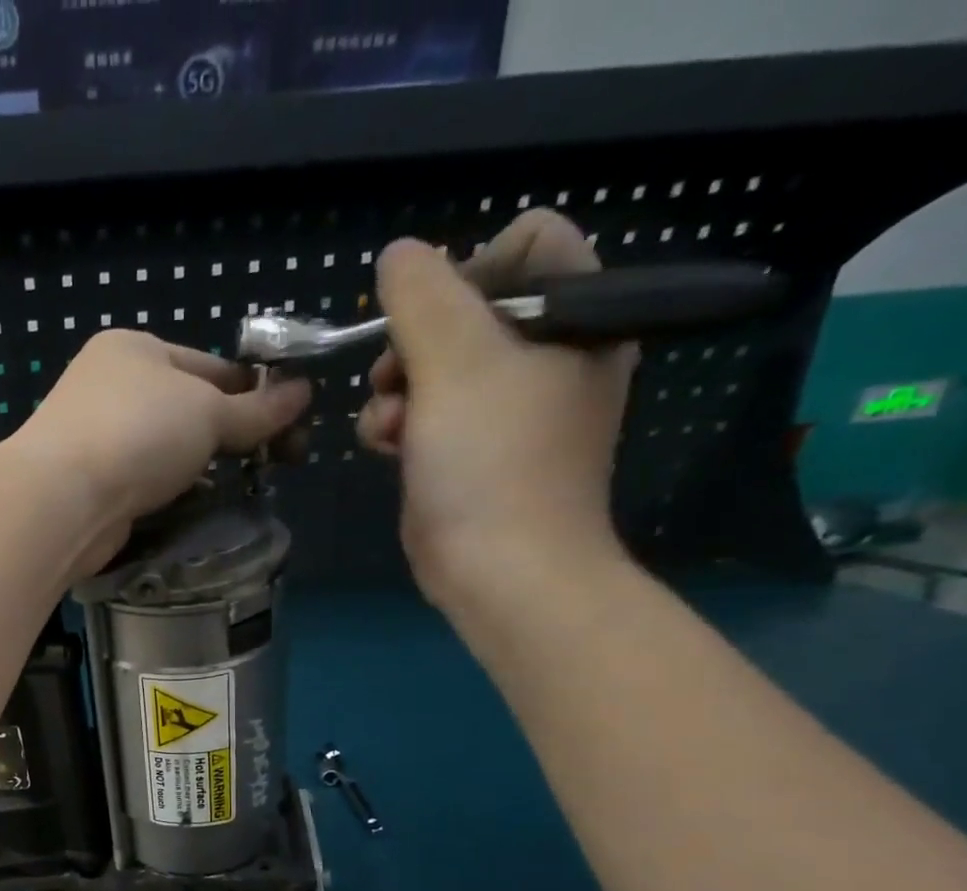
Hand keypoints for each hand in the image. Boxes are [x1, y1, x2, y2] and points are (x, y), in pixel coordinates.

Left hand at [11, 330, 310, 577]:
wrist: (63, 500)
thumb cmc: (139, 434)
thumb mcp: (208, 412)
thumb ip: (257, 410)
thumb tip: (303, 393)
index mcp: (135, 349)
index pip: (211, 366)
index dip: (256, 393)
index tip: (292, 425)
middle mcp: (111, 387)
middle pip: (190, 409)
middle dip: (235, 434)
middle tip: (280, 463)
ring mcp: (96, 438)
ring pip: (168, 450)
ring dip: (205, 468)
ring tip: (245, 487)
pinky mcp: (91, 484)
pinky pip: (146, 482)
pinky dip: (174, 492)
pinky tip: (199, 507)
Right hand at [358, 210, 636, 610]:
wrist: (500, 571)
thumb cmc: (491, 462)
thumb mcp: (455, 362)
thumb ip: (422, 296)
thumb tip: (398, 254)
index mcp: (578, 317)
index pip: (526, 244)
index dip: (468, 270)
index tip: (433, 322)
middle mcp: (549, 355)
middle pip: (467, 308)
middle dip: (417, 342)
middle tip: (397, 378)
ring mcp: (509, 408)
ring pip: (436, 364)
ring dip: (397, 389)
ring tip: (391, 427)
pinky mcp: (472, 450)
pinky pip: (428, 412)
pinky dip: (400, 424)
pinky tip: (388, 448)